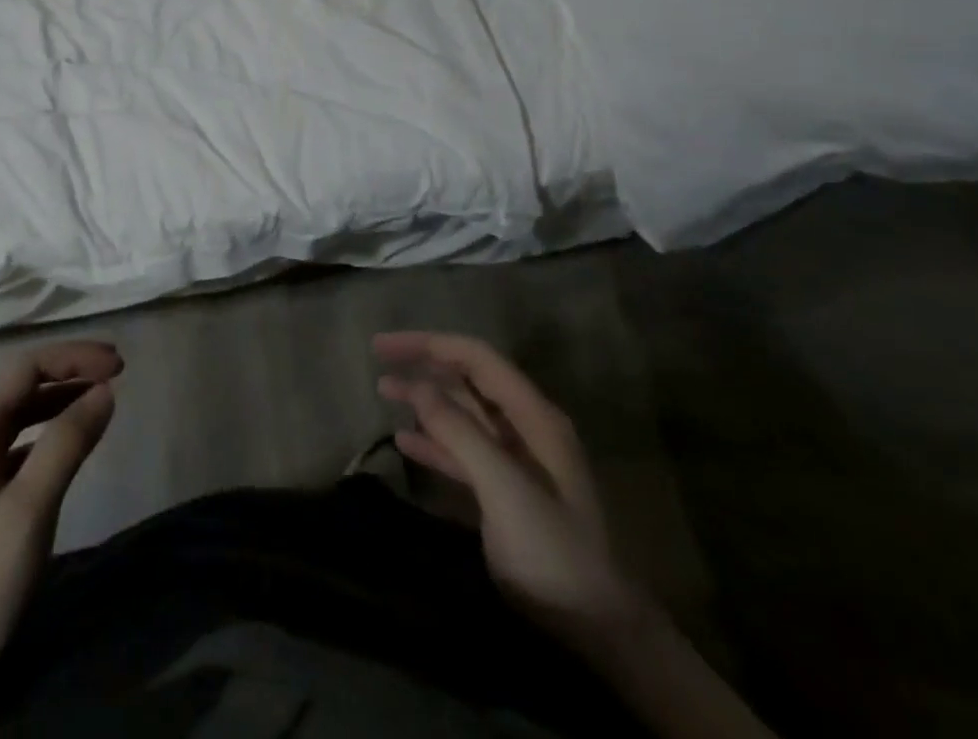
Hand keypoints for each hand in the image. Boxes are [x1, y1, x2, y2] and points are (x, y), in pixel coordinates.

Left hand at [0, 340, 121, 737]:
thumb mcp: (24, 517)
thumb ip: (65, 447)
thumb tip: (104, 391)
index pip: (26, 368)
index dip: (74, 357)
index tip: (120, 366)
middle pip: (21, 386)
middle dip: (70, 372)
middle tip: (119, 376)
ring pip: (19, 418)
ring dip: (61, 402)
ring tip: (102, 403)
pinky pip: (16, 450)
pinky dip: (48, 437)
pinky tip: (69, 450)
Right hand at [373, 331, 639, 646]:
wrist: (598, 633)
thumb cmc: (554, 553)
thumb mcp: (505, 489)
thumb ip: (460, 433)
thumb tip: (417, 385)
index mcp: (534, 415)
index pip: (477, 357)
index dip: (430, 344)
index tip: (385, 346)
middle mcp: (525, 427)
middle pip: (469, 380)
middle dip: (425, 366)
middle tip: (379, 361)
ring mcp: (516, 460)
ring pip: (463, 414)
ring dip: (425, 401)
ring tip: (383, 391)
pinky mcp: (505, 491)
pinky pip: (463, 452)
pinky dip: (434, 441)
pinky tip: (404, 440)